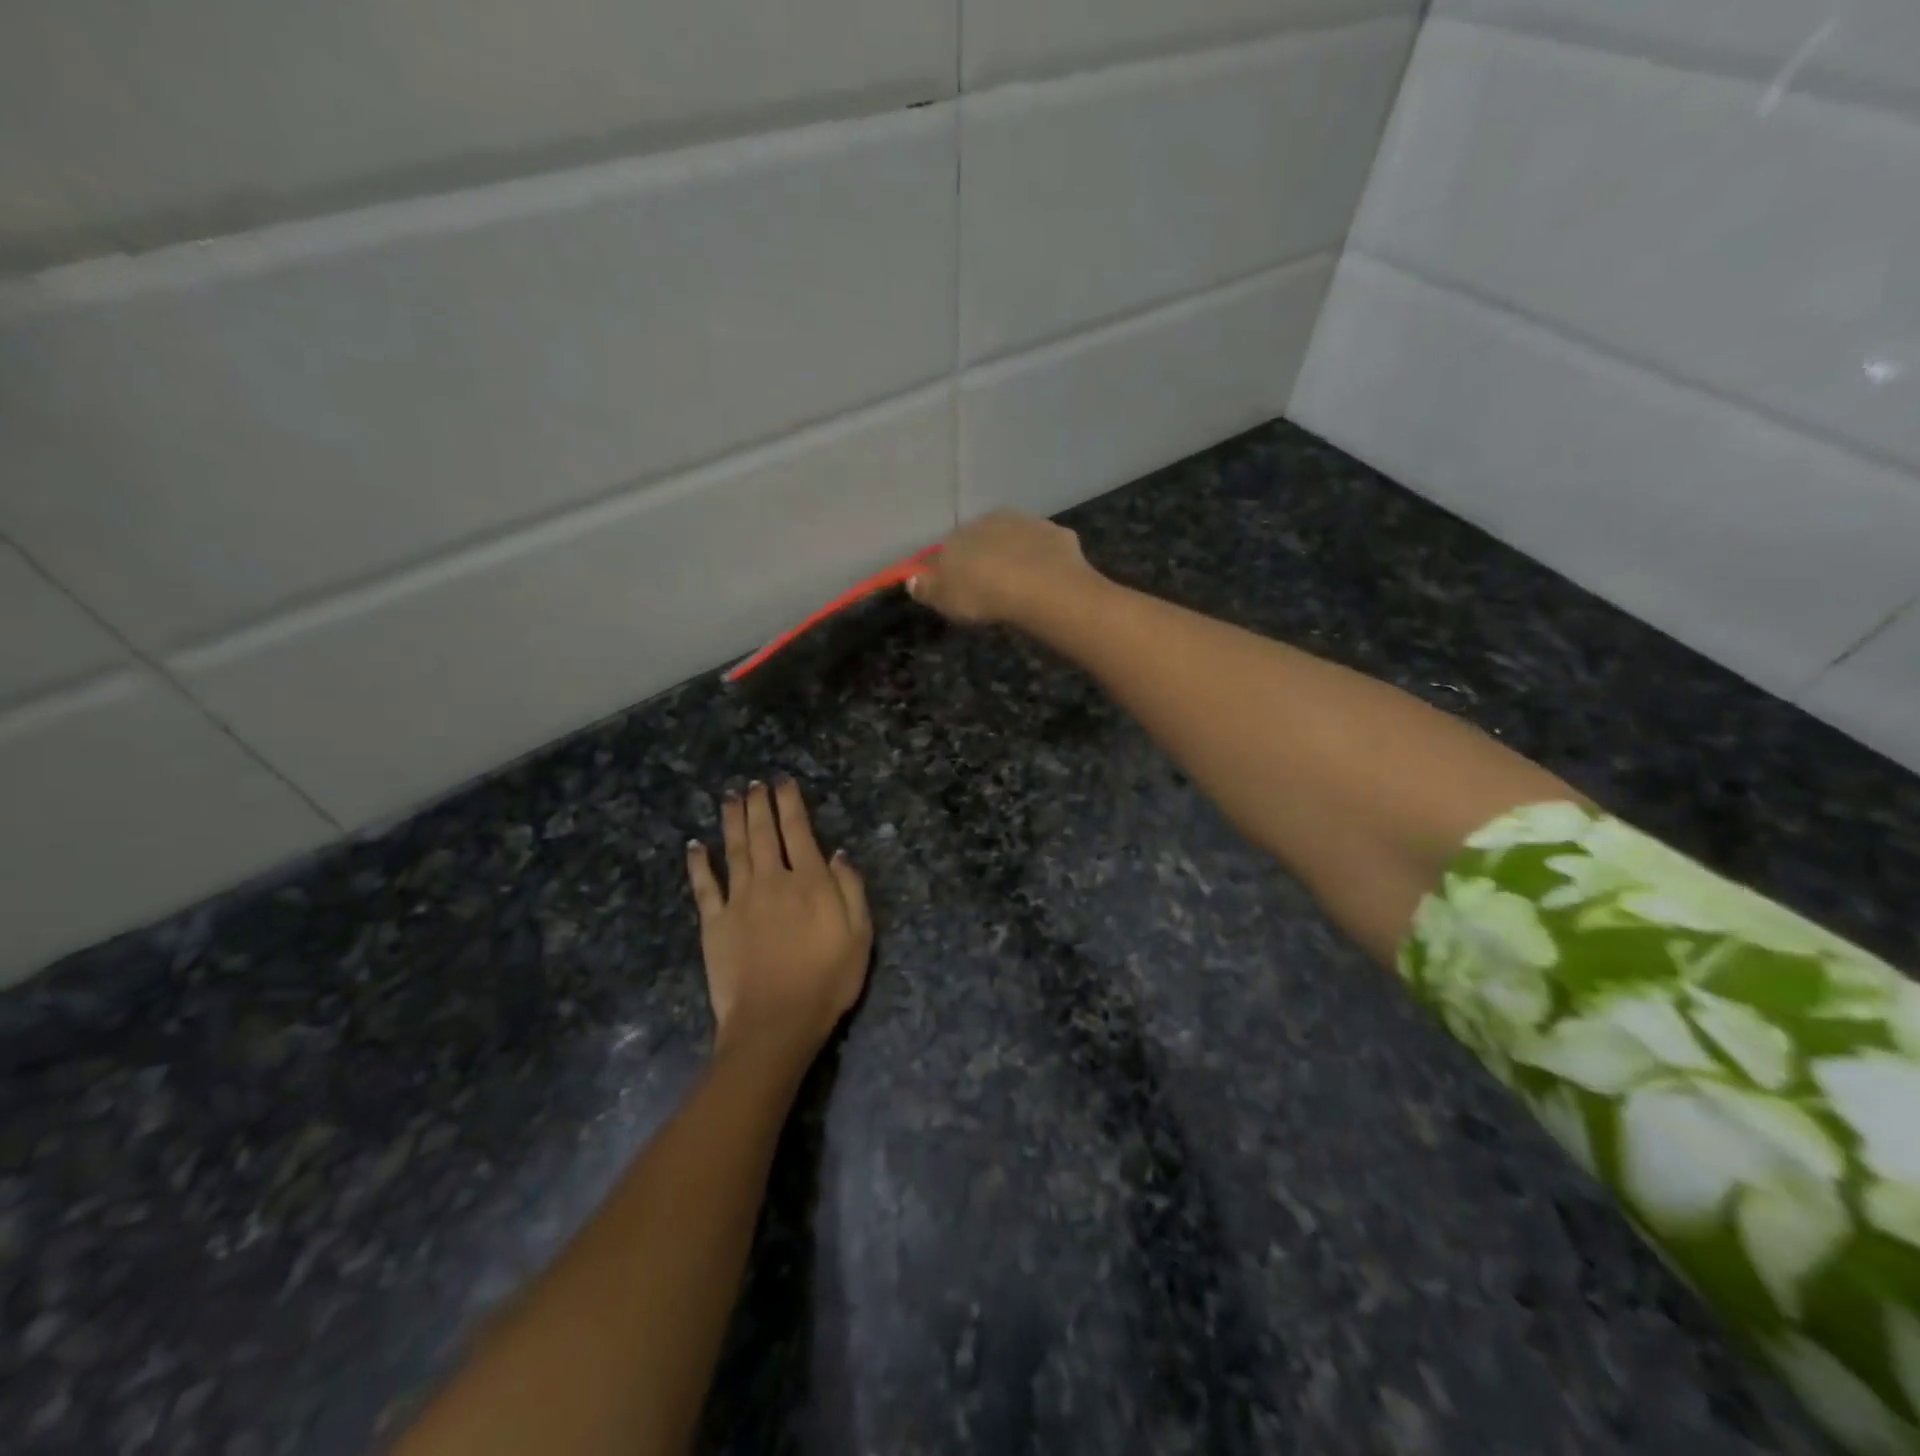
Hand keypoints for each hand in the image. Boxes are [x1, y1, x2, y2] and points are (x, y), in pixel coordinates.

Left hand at [687, 779, 871, 1062]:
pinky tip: (695, 845)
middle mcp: (772, 880)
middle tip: (754, 783)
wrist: (775, 1022)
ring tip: (730, 797)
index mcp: (810, 882)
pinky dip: (699, 863)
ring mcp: (739, 900)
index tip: (783, 781)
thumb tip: (839, 853)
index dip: (790, 802)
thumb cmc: (827, 981)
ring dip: (732, 820)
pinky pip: (704, 886)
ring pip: (735, 849)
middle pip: (764, 833)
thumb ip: (851, 890)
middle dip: (759, 803)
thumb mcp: (859, 936)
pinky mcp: (714, 922)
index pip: (799, 831)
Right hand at [906, 511, 1096, 627]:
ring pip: (1016, 539)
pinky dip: (1045, 560)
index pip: (947, 550)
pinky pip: (1046, 548)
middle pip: (982, 540)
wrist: (1041, 586)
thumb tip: (911, 579)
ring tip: (1020, 584)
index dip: (950, 570)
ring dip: (1015, 555)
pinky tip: (1047, 580)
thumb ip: (927, 589)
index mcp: (960, 535)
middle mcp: (991, 521)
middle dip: (984, 558)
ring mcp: (1028, 523)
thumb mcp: (946, 599)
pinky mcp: (1058, 534)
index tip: (956, 589)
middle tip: (990, 588)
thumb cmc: (984, 594)